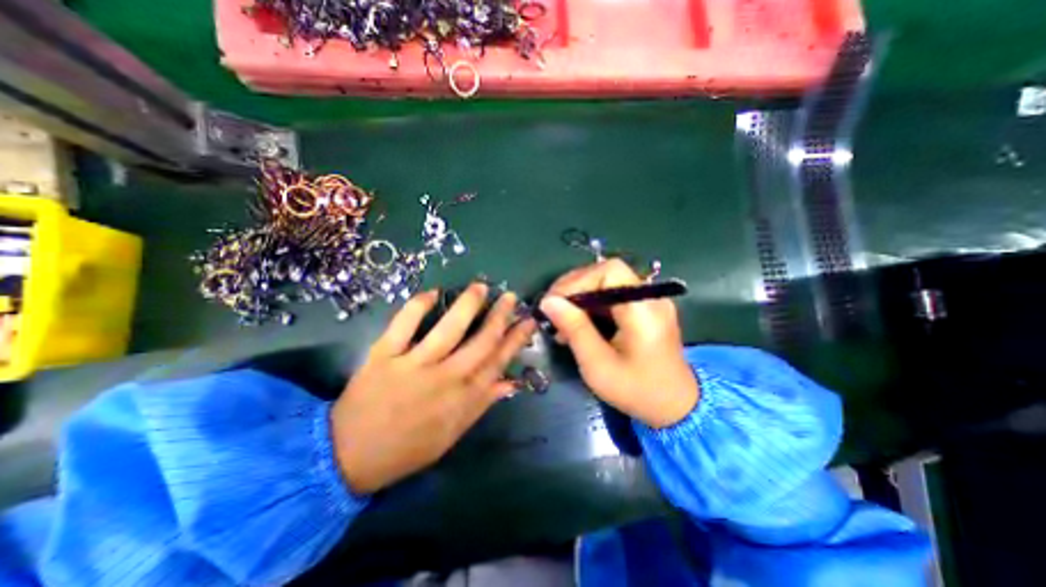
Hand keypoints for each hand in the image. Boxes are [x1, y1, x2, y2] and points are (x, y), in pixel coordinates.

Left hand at [330, 282, 533, 492]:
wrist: (348, 457)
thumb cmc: (407, 448)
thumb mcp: (452, 434)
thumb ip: (482, 404)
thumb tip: (510, 383)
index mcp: (463, 398)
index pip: (498, 362)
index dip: (515, 339)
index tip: (527, 321)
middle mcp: (445, 378)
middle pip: (480, 342)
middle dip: (500, 316)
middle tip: (510, 296)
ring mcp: (413, 365)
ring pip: (448, 329)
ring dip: (468, 305)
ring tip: (481, 287)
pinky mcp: (384, 356)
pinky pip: (403, 325)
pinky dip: (418, 306)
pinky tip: (432, 292)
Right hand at [540, 258, 701, 426]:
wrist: (676, 408)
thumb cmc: (637, 391)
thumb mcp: (598, 365)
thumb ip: (575, 329)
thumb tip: (548, 302)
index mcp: (644, 310)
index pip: (610, 271)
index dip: (578, 280)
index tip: (554, 302)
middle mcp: (650, 297)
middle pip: (606, 274)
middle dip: (574, 287)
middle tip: (551, 308)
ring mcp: (649, 302)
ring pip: (606, 284)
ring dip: (580, 296)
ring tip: (560, 319)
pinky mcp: (644, 309)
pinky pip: (612, 296)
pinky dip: (591, 305)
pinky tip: (577, 323)